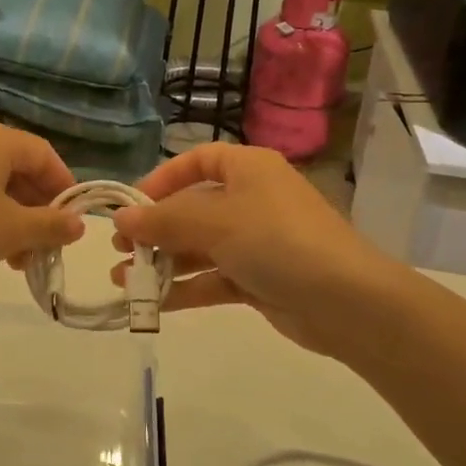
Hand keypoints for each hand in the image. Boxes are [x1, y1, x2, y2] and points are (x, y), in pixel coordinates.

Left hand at [0, 117, 84, 298]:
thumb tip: (78, 224)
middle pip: (17, 169)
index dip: (64, 188)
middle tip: (44, 247)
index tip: (73, 223)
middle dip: (36, 210)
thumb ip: (51, 225)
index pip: (45, 155)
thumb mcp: (12, 232)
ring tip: (15, 259)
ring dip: (11, 218)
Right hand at [110, 144, 402, 359]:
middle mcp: (251, 200)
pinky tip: (151, 304)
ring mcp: (256, 242)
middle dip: (154, 229)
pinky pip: (212, 278)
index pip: (199, 161)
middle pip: (193, 208)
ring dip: (162, 262)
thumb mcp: (215, 222)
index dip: (163, 178)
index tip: (132, 205)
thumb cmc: (277, 240)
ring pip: (199, 247)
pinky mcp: (258, 280)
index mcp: (247, 169)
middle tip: (119, 248)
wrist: (346, 301)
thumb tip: (120, 219)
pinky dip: (183, 288)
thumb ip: (163, 220)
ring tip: (123, 281)